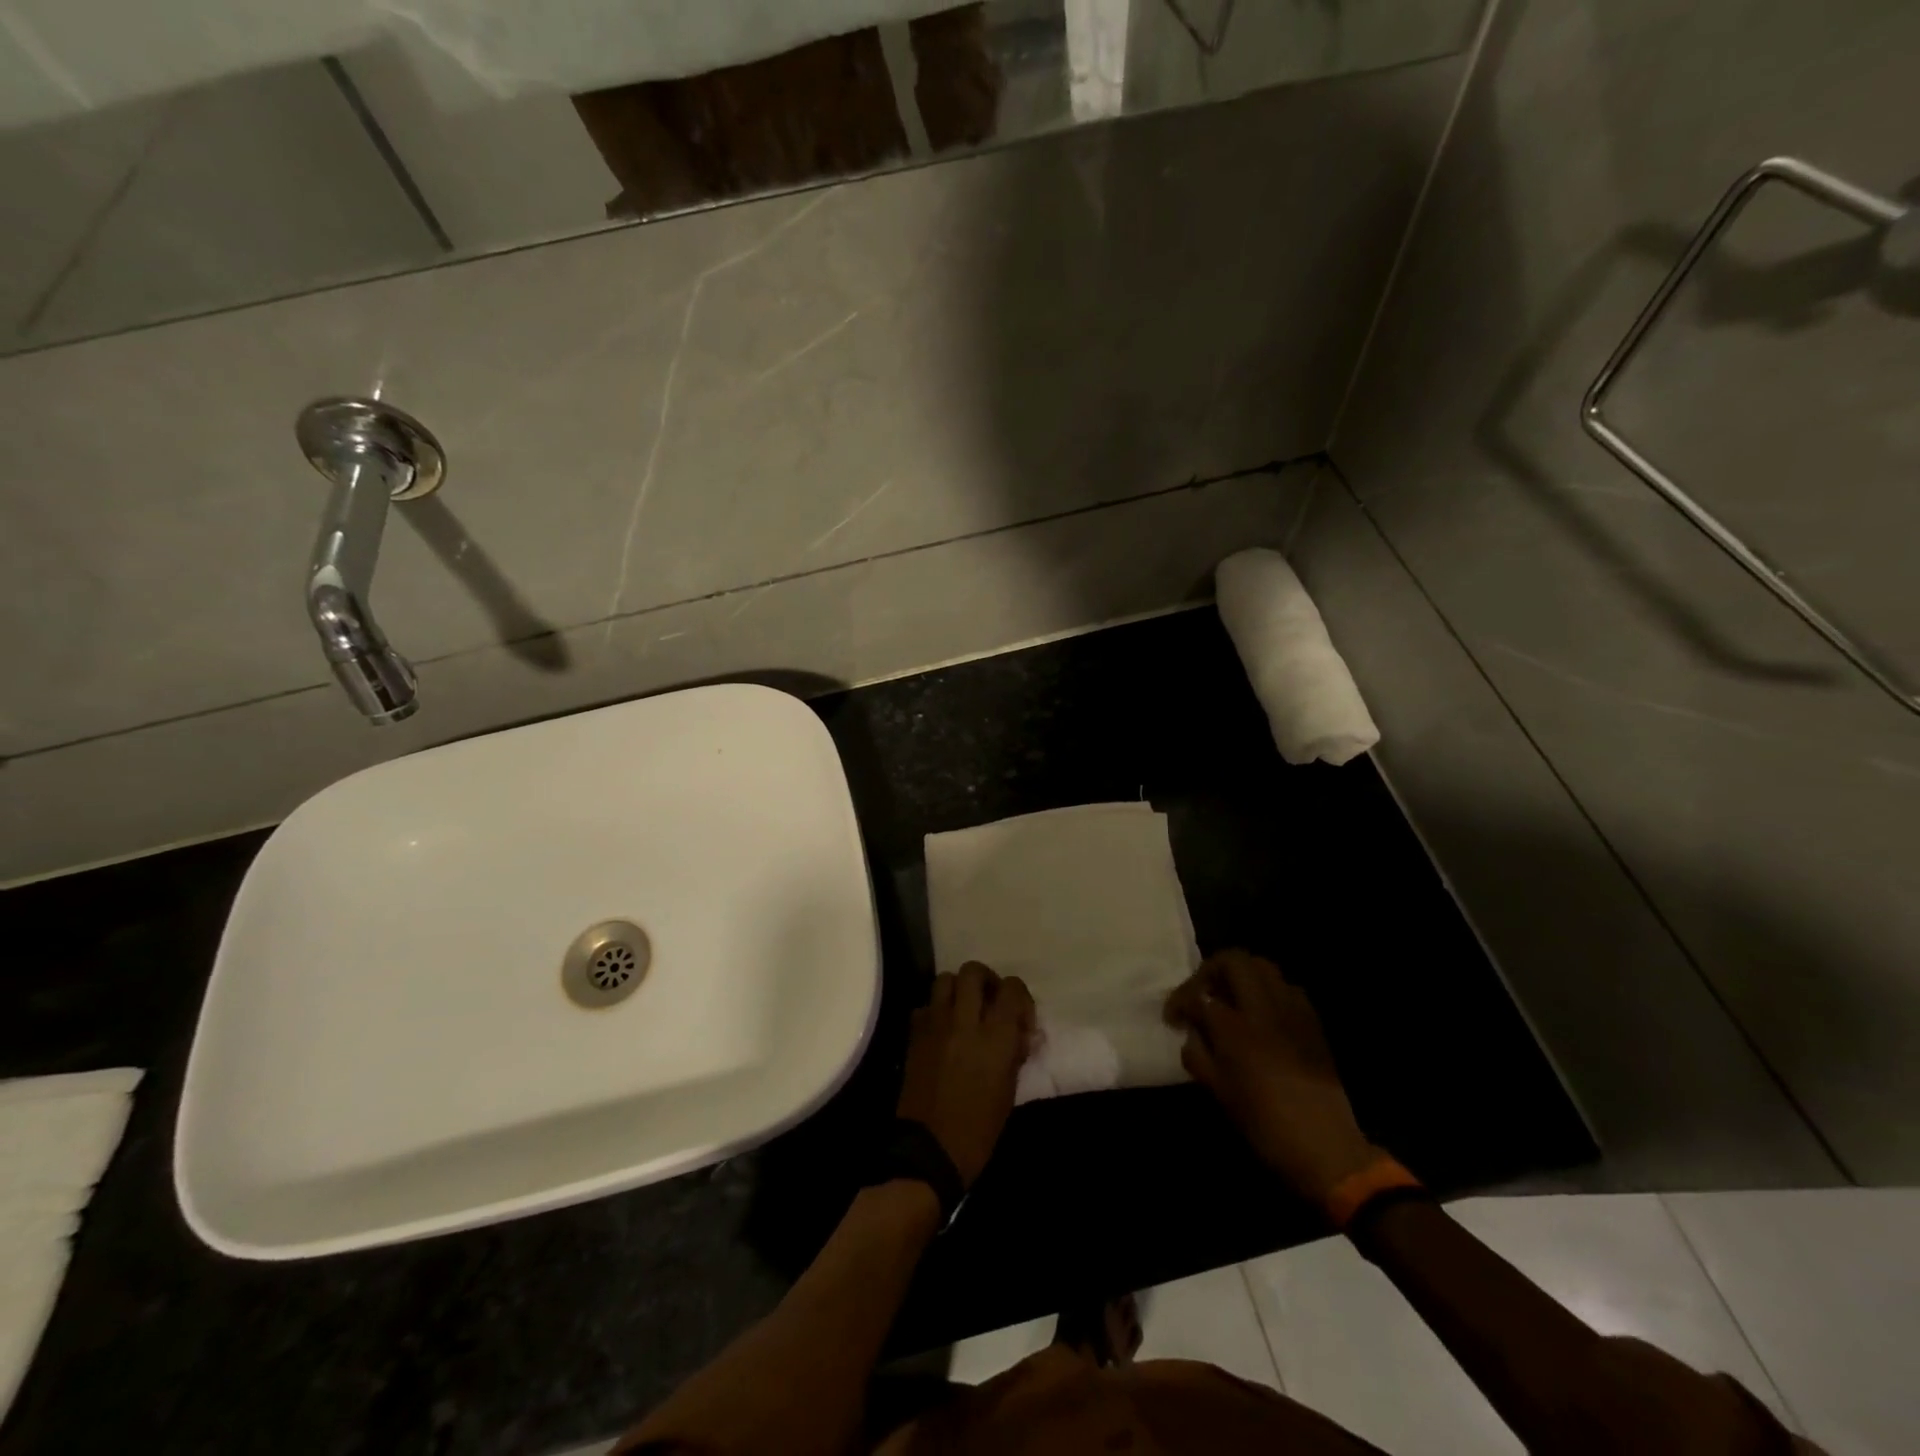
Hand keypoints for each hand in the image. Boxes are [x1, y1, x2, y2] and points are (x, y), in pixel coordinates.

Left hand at [896, 961, 1034, 1187]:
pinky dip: (935, 1010)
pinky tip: (942, 1029)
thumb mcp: (1009, 1091)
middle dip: (986, 980)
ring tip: (965, 1009)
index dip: (1019, 997)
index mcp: (995, 1037)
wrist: (929, 1151)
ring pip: (945, 979)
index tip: (1020, 1018)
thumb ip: (1014, 1053)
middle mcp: (964, 1020)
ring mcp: (935, 1025)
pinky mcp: (914, 1035)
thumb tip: (1019, 1034)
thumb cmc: (979, 1130)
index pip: (1012, 988)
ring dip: (958, 988)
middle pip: (974, 971)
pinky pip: (925, 1005)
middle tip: (990, 1001)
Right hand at [1164, 949, 1382, 1206]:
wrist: (1326, 1148)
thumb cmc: (1265, 1124)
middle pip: (1234, 961)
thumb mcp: (1219, 1092)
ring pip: (1263, 967)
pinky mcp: (1312, 1022)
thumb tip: (1192, 1034)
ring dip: (1240, 975)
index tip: (1173, 1017)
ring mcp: (1292, 1011)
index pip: (1199, 996)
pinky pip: (1286, 988)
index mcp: (1236, 1028)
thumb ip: (1198, 1055)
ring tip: (1229, 999)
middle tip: (1201, 994)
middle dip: (1210, 971)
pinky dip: (1267, 990)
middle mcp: (1264, 1008)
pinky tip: (1260, 1015)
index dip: (1179, 1001)